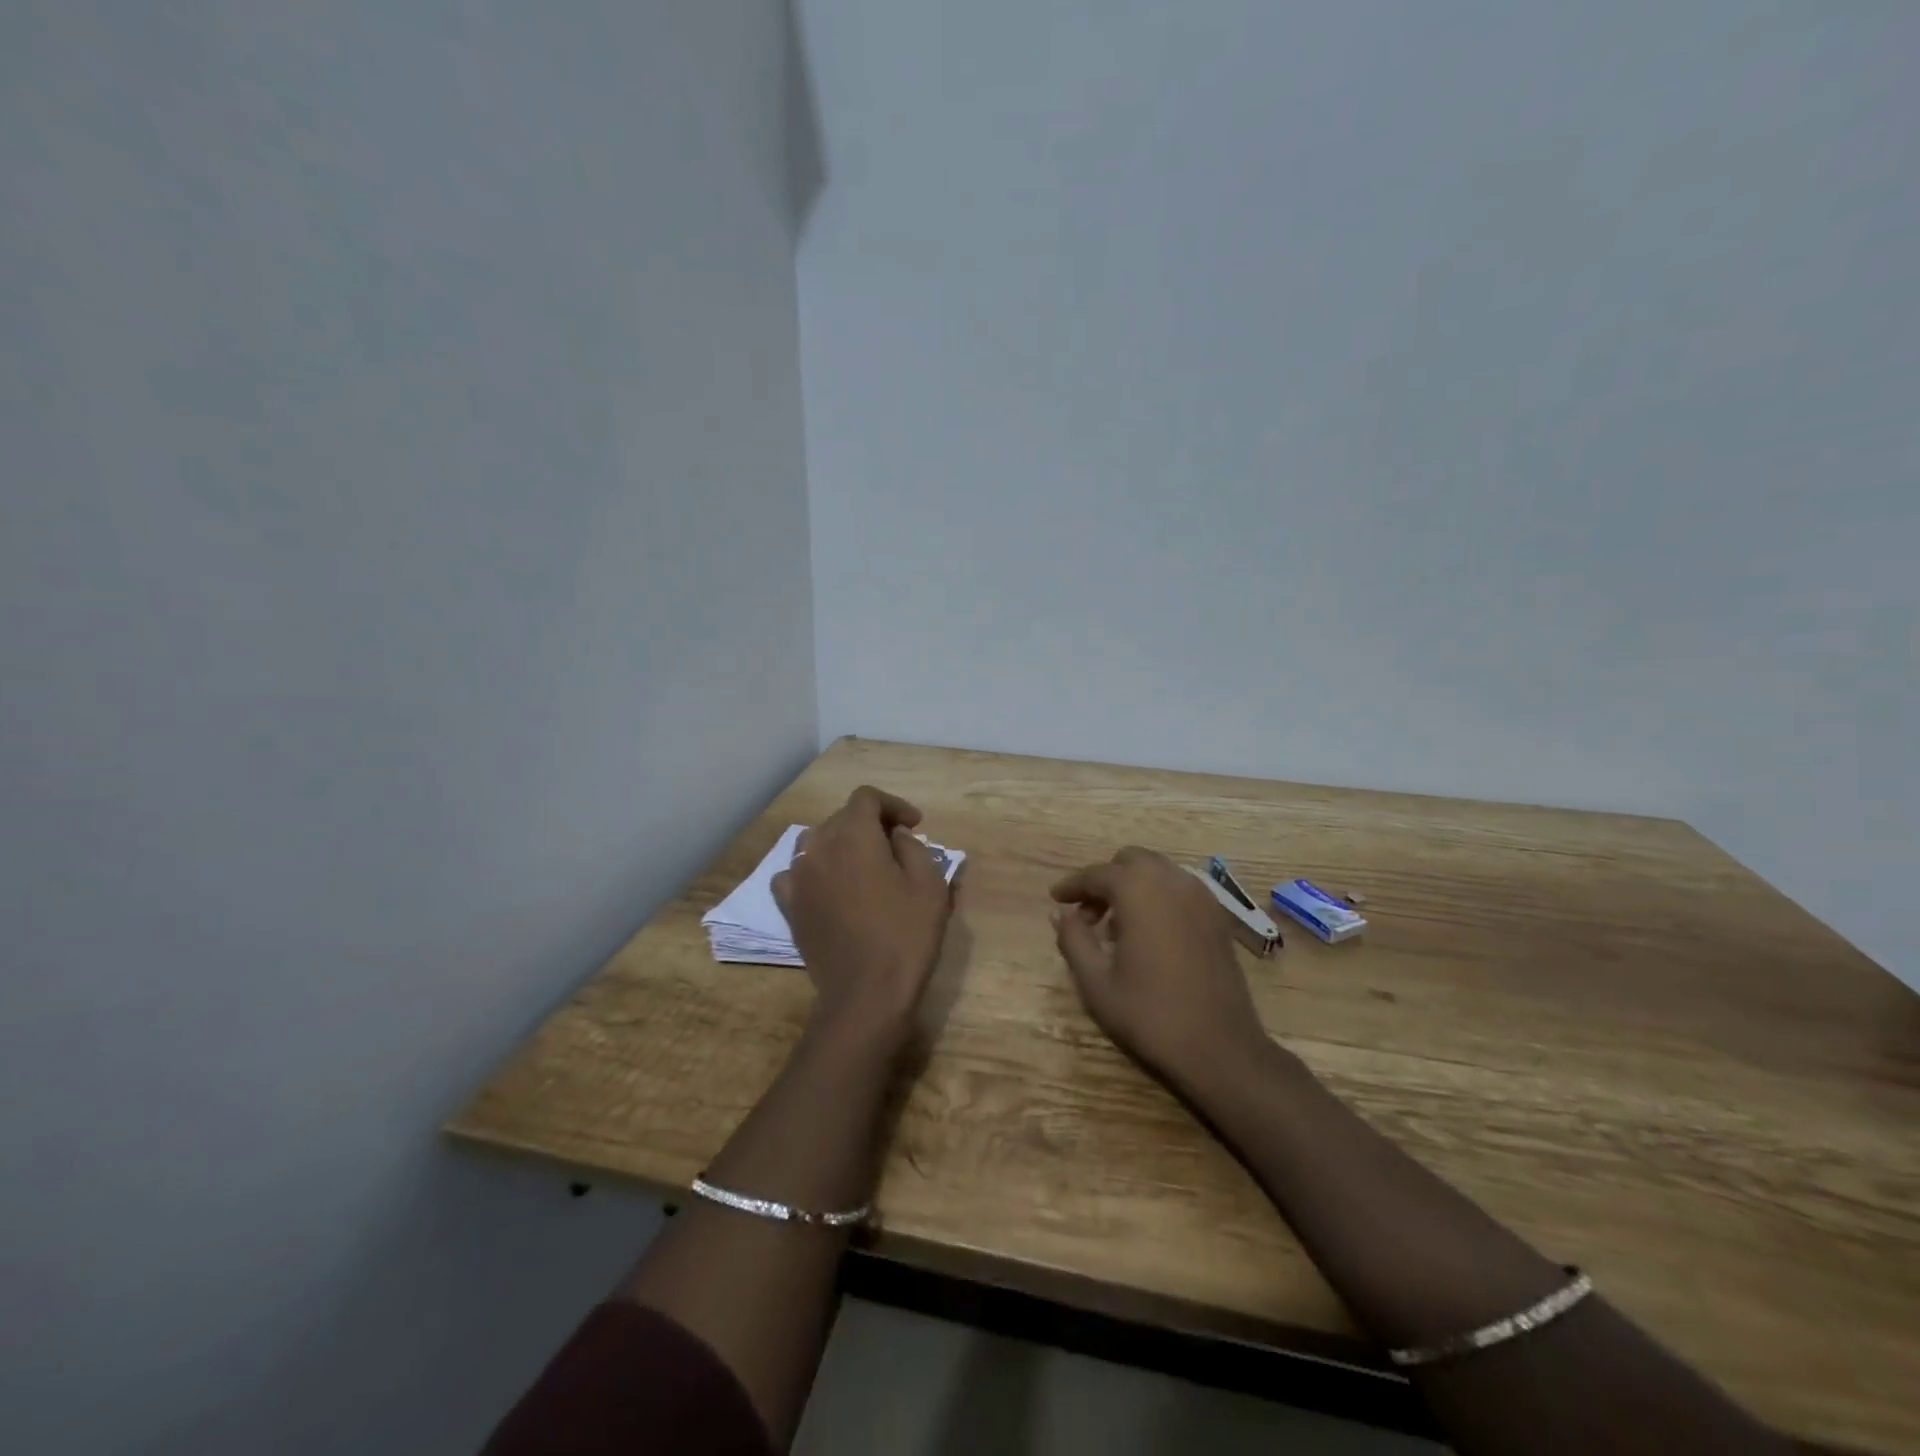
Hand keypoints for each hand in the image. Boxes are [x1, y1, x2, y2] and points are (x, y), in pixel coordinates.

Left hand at [772, 786, 953, 1048]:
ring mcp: (798, 877)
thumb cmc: (905, 936)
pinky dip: (814, 870)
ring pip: (817, 841)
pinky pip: (796, 872)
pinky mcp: (789, 906)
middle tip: (897, 847)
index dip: (893, 805)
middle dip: (870, 824)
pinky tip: (829, 885)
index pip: (866, 798)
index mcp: (853, 836)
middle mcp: (818, 847)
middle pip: (841, 817)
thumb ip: (912, 847)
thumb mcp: (929, 884)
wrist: (866, 995)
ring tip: (864, 864)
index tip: (914, 825)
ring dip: (841, 843)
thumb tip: (894, 837)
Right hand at [1051, 847, 1270, 1090]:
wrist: (1221, 1048)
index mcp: (1139, 891)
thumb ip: (1073, 940)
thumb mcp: (1096, 983)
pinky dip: (1158, 896)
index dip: (1072, 885)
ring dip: (1132, 886)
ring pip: (1157, 871)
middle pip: (1130, 861)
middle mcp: (1172, 881)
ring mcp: (1201, 896)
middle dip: (1105, 880)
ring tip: (1115, 927)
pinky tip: (1148, 932)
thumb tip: (1059, 914)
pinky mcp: (1218, 915)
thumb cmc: (1151, 1014)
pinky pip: (1179, 888)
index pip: (1097, 874)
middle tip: (1087, 915)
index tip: (1055, 899)